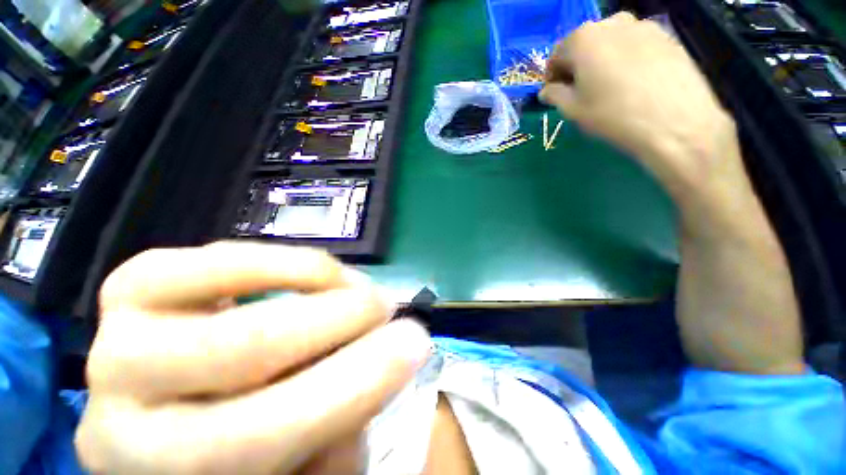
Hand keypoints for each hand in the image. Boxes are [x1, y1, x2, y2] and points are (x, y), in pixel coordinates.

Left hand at [75, 242, 430, 473]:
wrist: (180, 420)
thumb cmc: (248, 453)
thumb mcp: (307, 461)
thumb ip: (343, 422)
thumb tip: (387, 356)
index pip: (266, 435)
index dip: (359, 382)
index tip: (419, 342)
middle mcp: (122, 410)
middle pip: (247, 349)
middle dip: (344, 319)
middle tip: (390, 306)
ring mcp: (118, 334)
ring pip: (228, 282)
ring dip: (316, 278)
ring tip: (358, 288)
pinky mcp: (132, 286)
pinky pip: (216, 255)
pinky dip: (283, 257)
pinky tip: (320, 273)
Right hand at [541, 13, 741, 203]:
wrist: (675, 121)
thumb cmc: (613, 115)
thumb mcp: (572, 110)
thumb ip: (554, 95)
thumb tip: (546, 91)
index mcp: (582, 39)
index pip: (556, 55)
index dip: (552, 77)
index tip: (556, 94)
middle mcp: (611, 22)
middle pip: (584, 45)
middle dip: (578, 67)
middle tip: (581, 92)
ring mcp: (642, 25)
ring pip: (611, 43)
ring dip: (602, 62)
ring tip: (610, 88)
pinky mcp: (666, 36)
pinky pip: (635, 46)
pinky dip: (627, 60)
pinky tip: (633, 83)